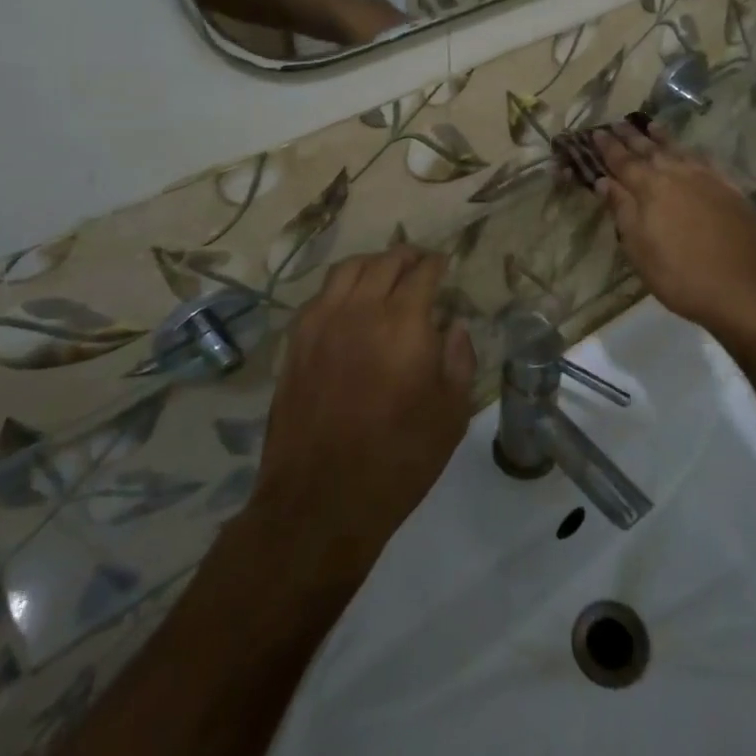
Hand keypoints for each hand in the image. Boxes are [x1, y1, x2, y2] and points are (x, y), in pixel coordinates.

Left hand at [250, 246, 474, 587]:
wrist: (320, 499)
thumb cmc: (398, 459)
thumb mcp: (451, 415)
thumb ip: (459, 360)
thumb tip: (455, 326)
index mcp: (405, 323)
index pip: (423, 272)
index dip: (437, 263)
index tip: (445, 263)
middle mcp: (361, 309)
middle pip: (385, 261)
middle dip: (407, 256)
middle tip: (420, 263)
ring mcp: (322, 322)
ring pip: (348, 269)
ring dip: (372, 263)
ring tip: (384, 272)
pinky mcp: (296, 342)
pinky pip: (320, 295)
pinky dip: (341, 287)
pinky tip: (349, 302)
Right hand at [595, 123, 755, 341]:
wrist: (745, 291)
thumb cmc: (680, 276)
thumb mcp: (639, 250)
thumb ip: (622, 211)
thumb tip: (604, 182)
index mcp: (650, 189)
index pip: (623, 162)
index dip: (608, 148)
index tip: (597, 132)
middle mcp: (678, 175)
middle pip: (651, 150)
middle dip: (632, 137)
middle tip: (618, 123)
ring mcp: (709, 180)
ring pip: (680, 150)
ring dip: (663, 138)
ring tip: (651, 126)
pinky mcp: (733, 190)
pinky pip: (707, 161)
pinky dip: (693, 152)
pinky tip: (692, 151)